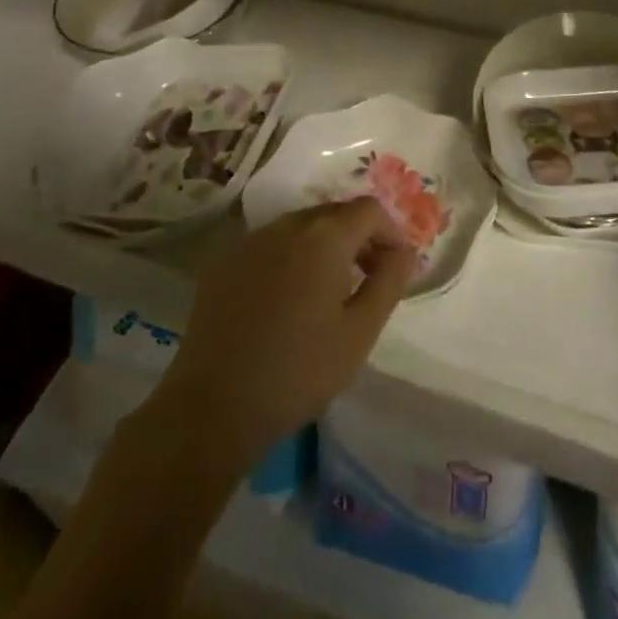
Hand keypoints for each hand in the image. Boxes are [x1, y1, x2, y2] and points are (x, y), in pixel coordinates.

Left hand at [157, 198, 417, 465]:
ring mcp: (250, 240)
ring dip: (322, 248)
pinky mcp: (223, 262)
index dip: (390, 232)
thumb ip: (389, 282)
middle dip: (358, 239)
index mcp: (325, 235)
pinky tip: (284, 302)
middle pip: (334, 213)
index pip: (369, 210)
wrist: (212, 408)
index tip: (394, 268)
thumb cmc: (298, 371)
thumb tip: (405, 251)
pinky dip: (287, 259)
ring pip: (300, 228)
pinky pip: (268, 246)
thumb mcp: (360, 332)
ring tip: (326, 293)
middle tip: (366, 280)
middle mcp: (287, 223)